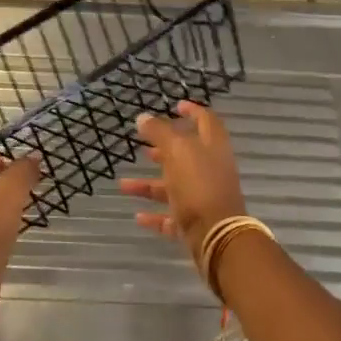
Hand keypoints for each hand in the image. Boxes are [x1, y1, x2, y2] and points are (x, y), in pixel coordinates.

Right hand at [120, 100, 247, 250]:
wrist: (217, 236)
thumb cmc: (199, 185)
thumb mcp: (177, 151)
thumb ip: (159, 132)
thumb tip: (142, 117)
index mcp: (212, 147)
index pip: (206, 120)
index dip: (192, 110)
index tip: (176, 105)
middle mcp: (211, 170)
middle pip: (187, 154)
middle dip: (164, 149)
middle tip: (144, 144)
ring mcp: (204, 197)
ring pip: (174, 186)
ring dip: (150, 184)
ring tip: (124, 184)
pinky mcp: (196, 222)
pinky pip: (172, 216)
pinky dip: (155, 215)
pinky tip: (137, 216)